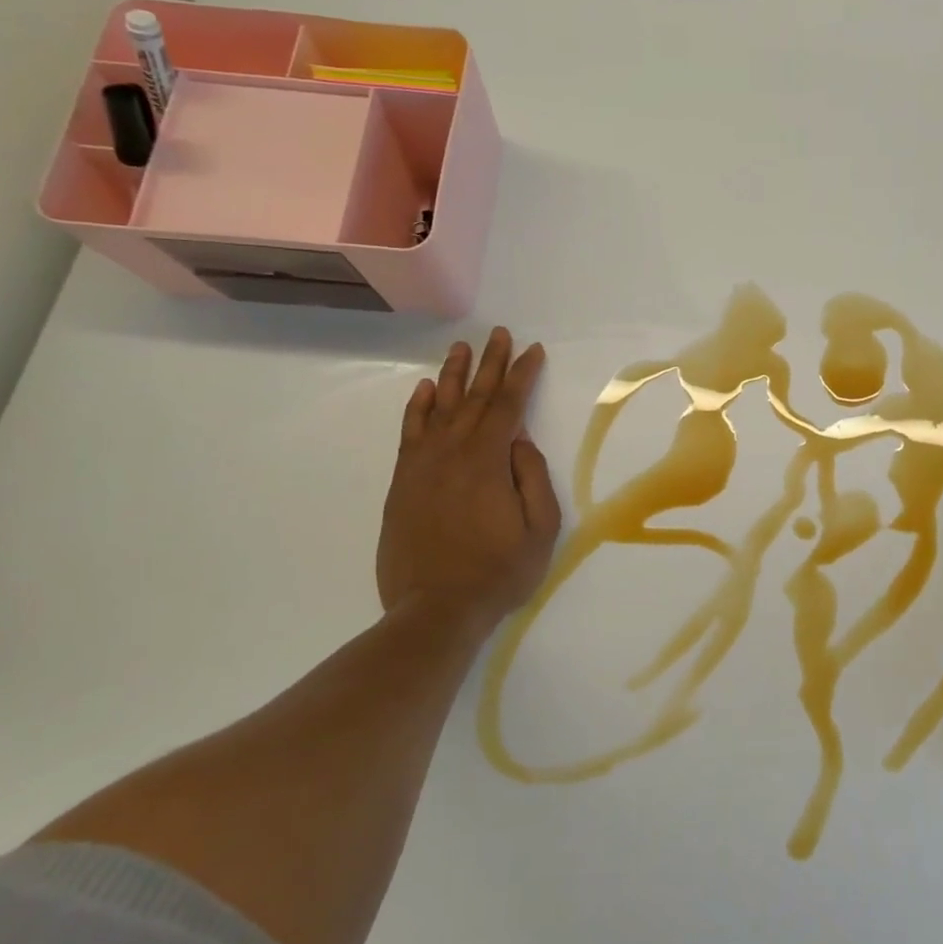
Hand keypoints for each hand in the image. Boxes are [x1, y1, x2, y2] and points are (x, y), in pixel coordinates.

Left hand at [376, 327, 562, 639]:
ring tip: (463, 348)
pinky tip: (427, 390)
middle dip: (492, 363)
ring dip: (454, 375)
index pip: (509, 406)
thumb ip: (533, 478)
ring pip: (441, 408)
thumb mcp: (540, 530)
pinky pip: (410, 433)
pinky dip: (419, 408)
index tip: (533, 350)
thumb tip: (519, 441)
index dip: (523, 375)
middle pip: (476, 398)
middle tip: (500, 334)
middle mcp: (452, 453)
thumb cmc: (497, 572)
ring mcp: (422, 466)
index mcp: (488, 461)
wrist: (434, 610)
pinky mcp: (402, 483)